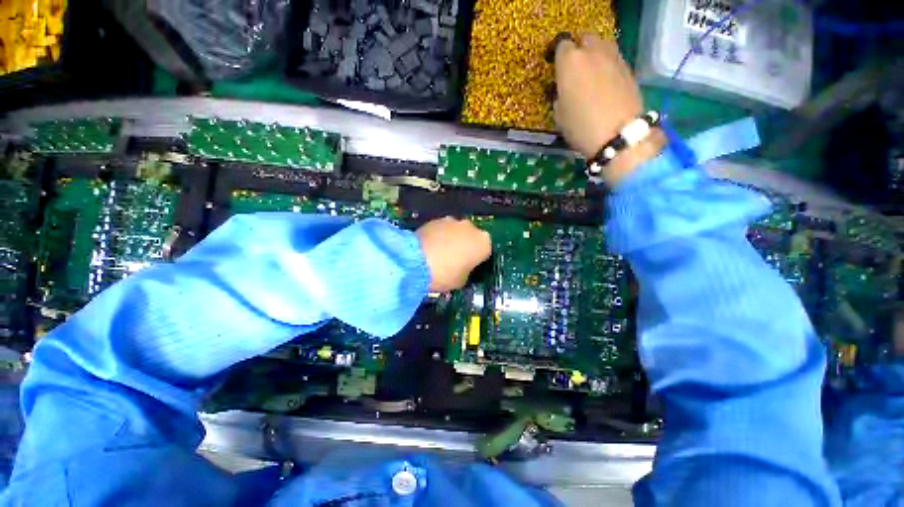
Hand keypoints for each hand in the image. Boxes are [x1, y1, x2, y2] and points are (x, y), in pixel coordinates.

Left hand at [415, 217, 490, 292]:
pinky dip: (438, 236)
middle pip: (471, 237)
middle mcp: (471, 227)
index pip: (485, 251)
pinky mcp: (434, 219)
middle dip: (465, 246)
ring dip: (451, 240)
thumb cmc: (444, 274)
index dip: (476, 260)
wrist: (415, 261)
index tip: (468, 266)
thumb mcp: (462, 281)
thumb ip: (466, 271)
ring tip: (439, 254)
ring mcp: (452, 221)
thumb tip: (461, 268)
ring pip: (456, 231)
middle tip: (454, 260)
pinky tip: (429, 248)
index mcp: (483, 243)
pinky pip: (441, 230)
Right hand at [554, 33, 664, 185]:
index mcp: (569, 62)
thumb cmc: (580, 126)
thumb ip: (559, 95)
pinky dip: (607, 67)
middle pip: (584, 39)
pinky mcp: (628, 67)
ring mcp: (613, 57)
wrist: (617, 134)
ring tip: (591, 76)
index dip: (558, 57)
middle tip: (574, 71)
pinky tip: (605, 84)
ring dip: (595, 56)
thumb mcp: (559, 115)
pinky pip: (613, 59)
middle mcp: (592, 51)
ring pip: (602, 46)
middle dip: (579, 51)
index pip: (561, 46)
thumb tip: (563, 90)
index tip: (556, 69)